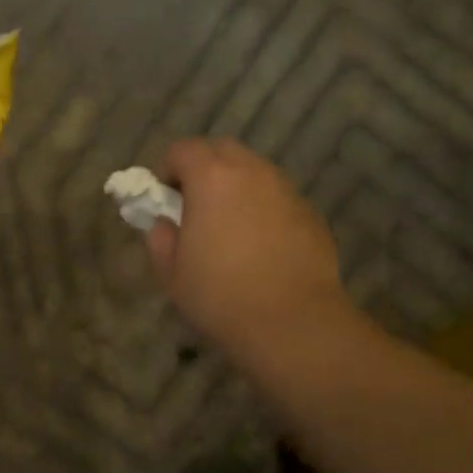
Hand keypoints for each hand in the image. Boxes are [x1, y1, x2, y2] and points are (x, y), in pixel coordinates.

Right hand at [147, 139, 349, 357]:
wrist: (293, 322)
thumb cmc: (221, 295)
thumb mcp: (173, 273)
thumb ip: (161, 238)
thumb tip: (165, 224)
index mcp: (212, 178)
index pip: (184, 150)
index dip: (168, 169)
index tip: (165, 197)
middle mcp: (252, 173)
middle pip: (224, 150)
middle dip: (205, 167)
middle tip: (197, 204)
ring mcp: (287, 191)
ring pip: (256, 171)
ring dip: (238, 186)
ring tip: (231, 225)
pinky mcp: (311, 214)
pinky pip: (280, 198)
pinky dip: (265, 208)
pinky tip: (263, 245)